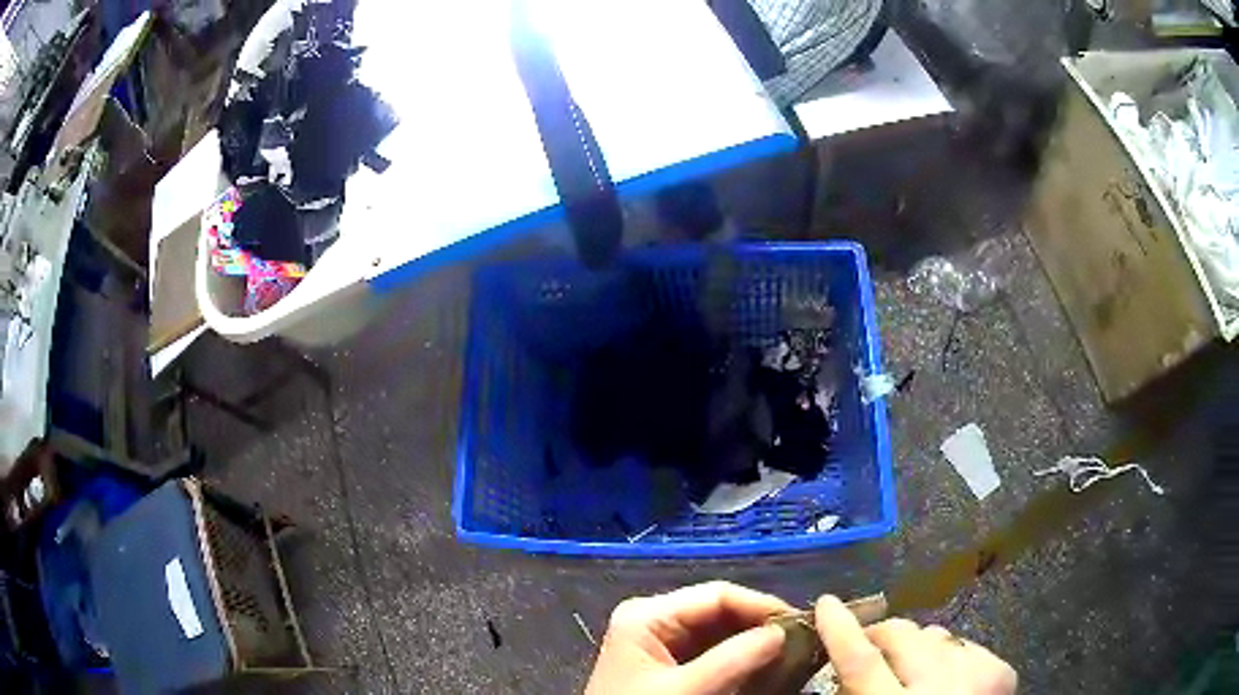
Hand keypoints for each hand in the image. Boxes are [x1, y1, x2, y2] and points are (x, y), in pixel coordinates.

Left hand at [585, 581, 790, 694]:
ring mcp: (661, 641)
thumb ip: (732, 660)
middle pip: (720, 611)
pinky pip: (711, 651)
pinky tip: (762, 666)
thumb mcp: (683, 689)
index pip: (717, 595)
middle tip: (800, 641)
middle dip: (759, 625)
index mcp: (648, 614)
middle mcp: (655, 619)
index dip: (761, 605)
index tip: (801, 624)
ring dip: (753, 642)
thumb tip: (781, 633)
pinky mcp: (668, 664)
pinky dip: (739, 658)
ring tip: (789, 653)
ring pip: (719, 631)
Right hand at [815, 595, 1016, 693]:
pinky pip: (966, 645)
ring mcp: (977, 673)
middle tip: (869, 644)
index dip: (841, 631)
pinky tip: (949, 679)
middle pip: (904, 636)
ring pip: (936, 635)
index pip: (861, 662)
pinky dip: (952, 657)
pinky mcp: (1000, 670)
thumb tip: (843, 675)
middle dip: (881, 633)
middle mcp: (940, 685)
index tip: (826, 603)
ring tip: (914, 670)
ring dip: (919, 647)